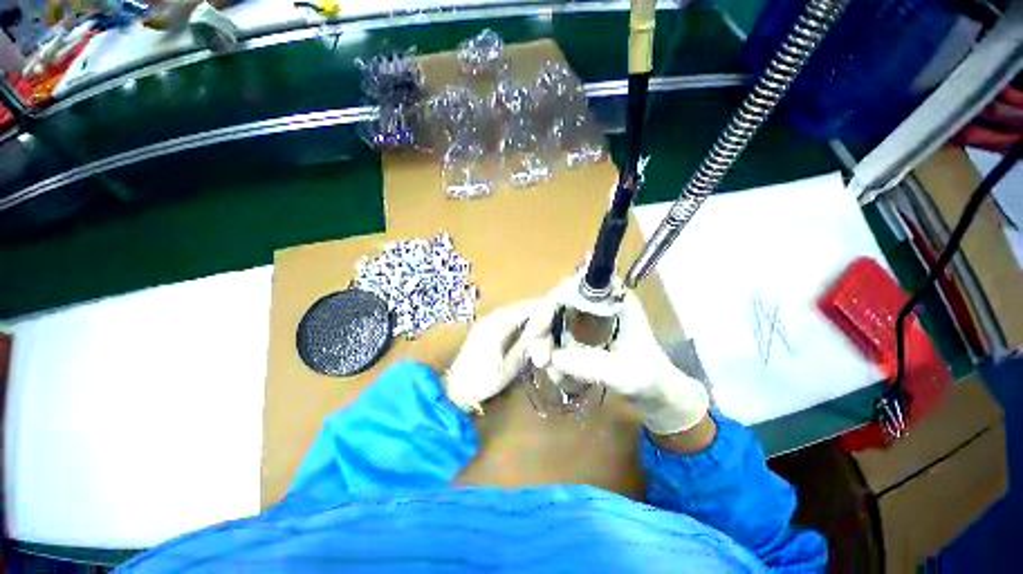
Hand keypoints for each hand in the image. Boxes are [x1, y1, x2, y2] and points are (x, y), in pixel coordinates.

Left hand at [444, 296, 558, 413]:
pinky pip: (507, 317)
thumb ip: (527, 344)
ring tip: (541, 333)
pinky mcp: (485, 326)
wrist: (455, 387)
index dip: (545, 310)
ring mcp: (487, 320)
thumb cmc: (484, 380)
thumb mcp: (510, 366)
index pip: (528, 308)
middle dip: (539, 315)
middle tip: (550, 329)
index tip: (558, 318)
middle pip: (522, 307)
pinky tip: (526, 334)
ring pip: (515, 311)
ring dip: (530, 318)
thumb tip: (544, 331)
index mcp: (498, 324)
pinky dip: (520, 322)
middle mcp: (492, 316)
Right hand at [531, 290, 709, 436]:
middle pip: (557, 303)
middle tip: (539, 359)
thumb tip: (552, 357)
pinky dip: (552, 353)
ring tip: (552, 374)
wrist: (655, 390)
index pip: (574, 287)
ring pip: (553, 320)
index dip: (551, 302)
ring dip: (545, 345)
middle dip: (543, 330)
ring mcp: (587, 316)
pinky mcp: (581, 331)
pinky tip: (557, 374)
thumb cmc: (648, 377)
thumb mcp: (624, 373)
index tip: (538, 330)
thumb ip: (591, 365)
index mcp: (614, 299)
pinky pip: (557, 335)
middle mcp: (596, 302)